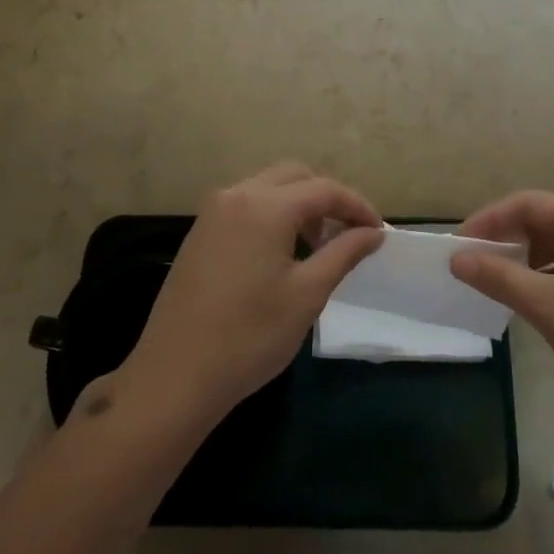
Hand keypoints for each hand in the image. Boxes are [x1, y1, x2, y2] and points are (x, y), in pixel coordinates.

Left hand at [118, 163, 383, 433]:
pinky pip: (245, 206)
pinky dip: (272, 216)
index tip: (379, 232)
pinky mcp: (199, 233)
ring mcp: (212, 212)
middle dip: (327, 199)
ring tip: (318, 247)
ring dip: (298, 205)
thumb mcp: (307, 294)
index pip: (324, 189)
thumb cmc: (250, 336)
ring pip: (267, 189)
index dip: (357, 207)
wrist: (175, 375)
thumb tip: (373, 232)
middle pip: (294, 177)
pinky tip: (281, 254)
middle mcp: (236, 195)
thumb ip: (344, 253)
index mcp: (265, 205)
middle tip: (349, 235)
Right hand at [453, 192, 553, 425]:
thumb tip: (457, 258)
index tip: (458, 246)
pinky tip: (533, 300)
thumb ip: (499, 277)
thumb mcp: (549, 307)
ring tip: (497, 283)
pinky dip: (547, 276)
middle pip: (544, 220)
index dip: (489, 220)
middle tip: (473, 264)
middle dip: (506, 239)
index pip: (528, 203)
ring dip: (525, 260)